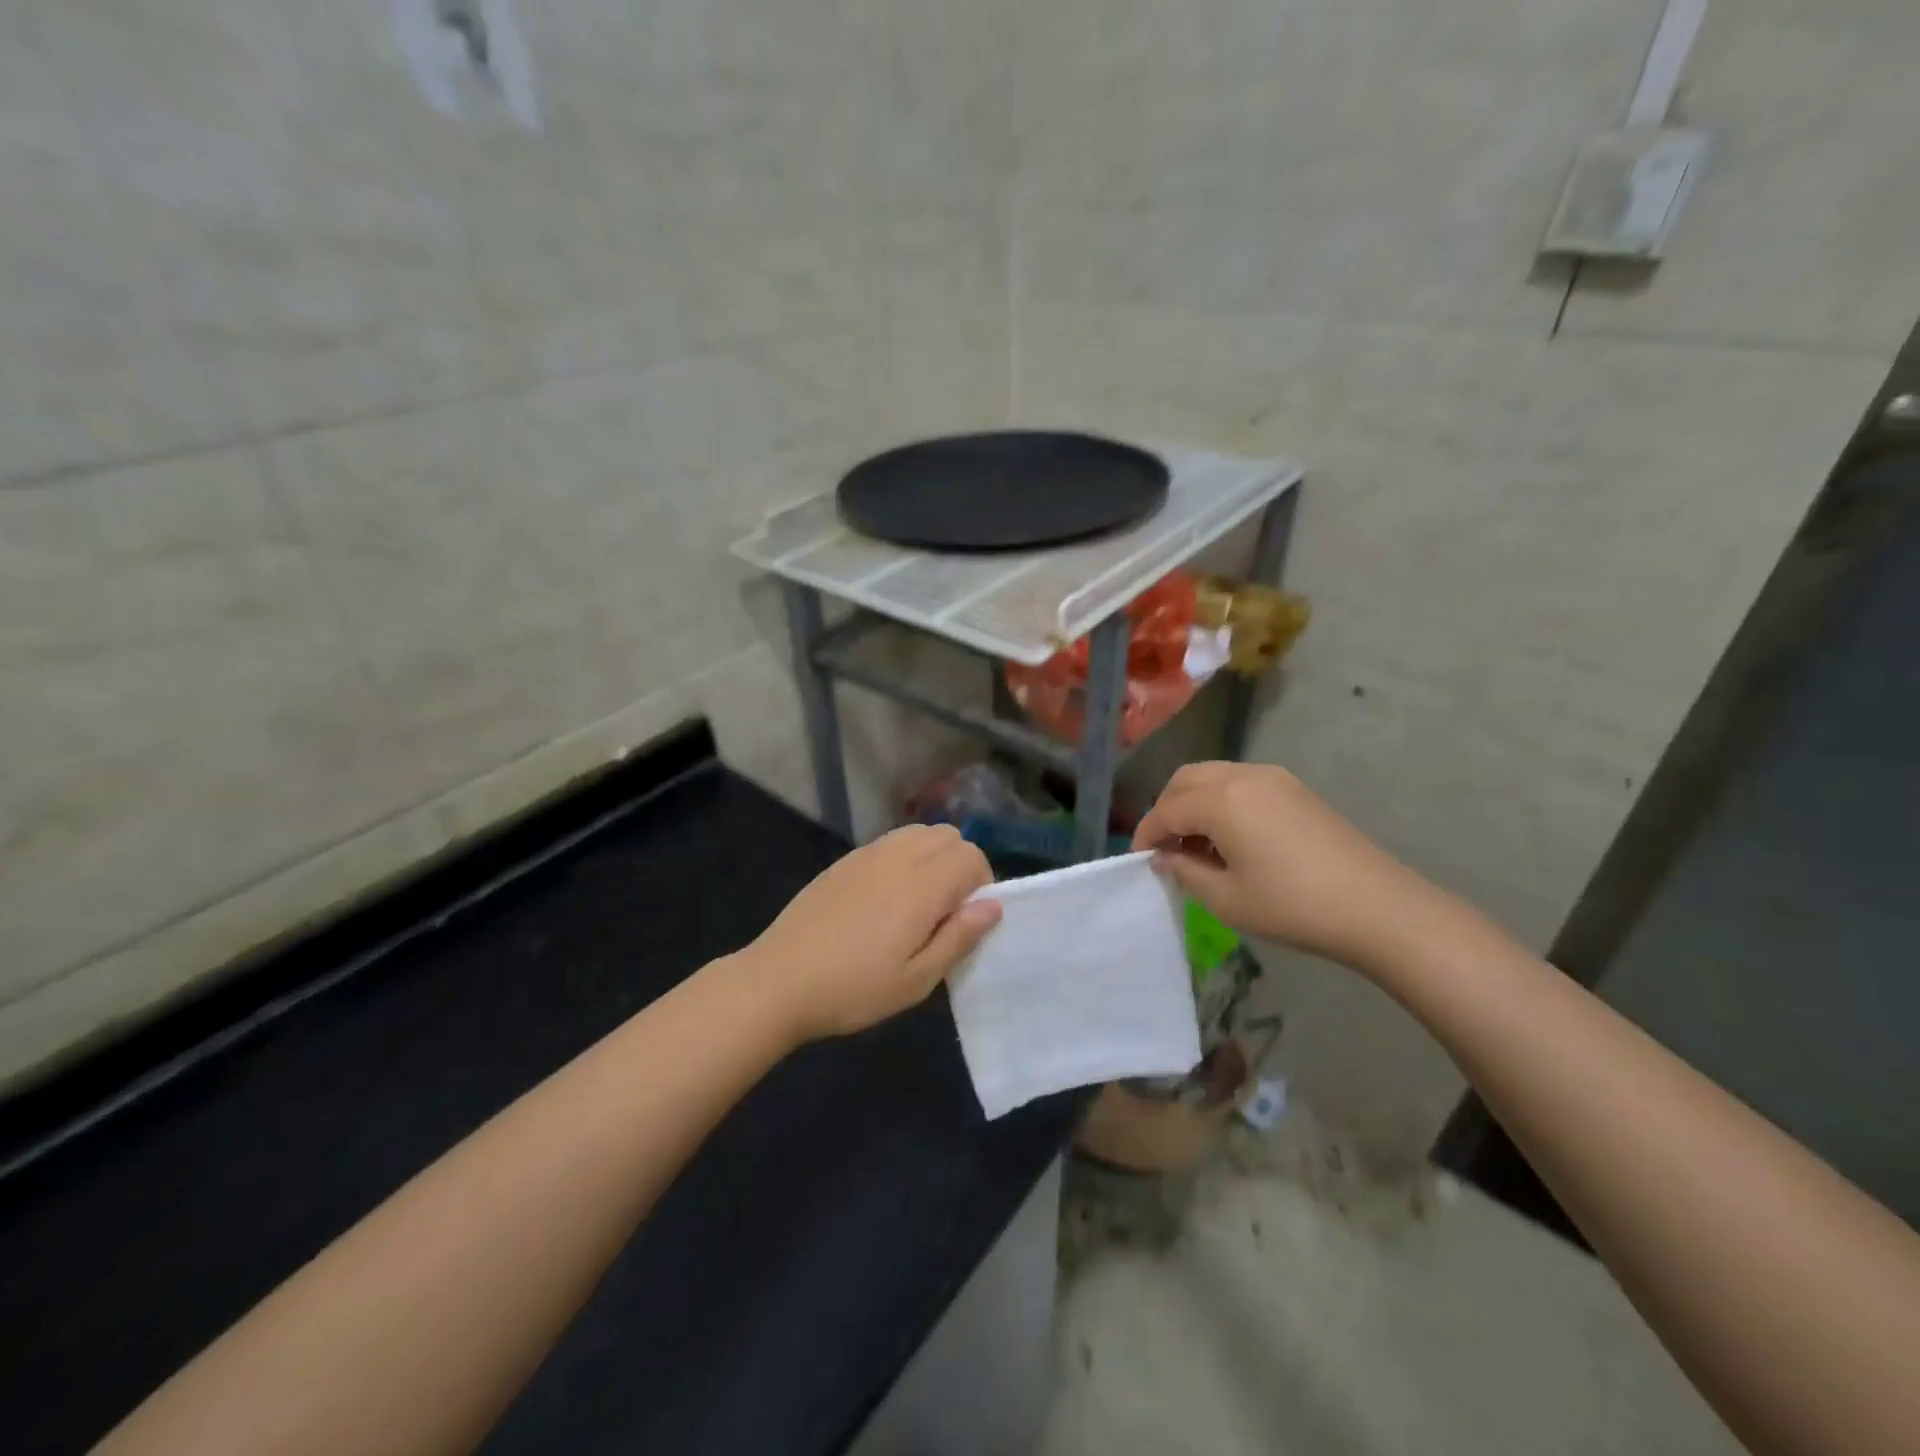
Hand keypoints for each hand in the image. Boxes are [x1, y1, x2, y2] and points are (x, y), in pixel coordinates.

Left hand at [743, 824, 1000, 1041]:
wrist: (778, 981)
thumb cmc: (853, 989)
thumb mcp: (916, 980)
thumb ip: (959, 937)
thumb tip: (993, 905)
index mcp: (922, 885)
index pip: (972, 856)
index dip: (982, 883)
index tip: (966, 919)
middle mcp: (898, 857)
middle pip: (949, 835)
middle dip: (960, 864)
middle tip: (945, 910)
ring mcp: (867, 854)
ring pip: (919, 832)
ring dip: (933, 856)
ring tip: (918, 901)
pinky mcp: (844, 861)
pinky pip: (890, 842)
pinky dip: (904, 856)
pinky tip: (885, 898)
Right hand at [1132, 762, 1446, 974]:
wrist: (1378, 907)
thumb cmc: (1294, 906)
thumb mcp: (1227, 899)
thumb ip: (1185, 872)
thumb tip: (1164, 857)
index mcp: (1221, 800)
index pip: (1167, 810)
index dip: (1146, 834)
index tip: (1138, 860)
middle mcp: (1243, 776)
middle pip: (1185, 780)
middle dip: (1166, 810)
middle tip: (1165, 849)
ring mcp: (1273, 778)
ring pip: (1213, 776)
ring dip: (1193, 803)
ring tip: (1196, 846)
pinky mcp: (1295, 789)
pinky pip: (1240, 782)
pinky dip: (1221, 801)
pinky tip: (1230, 838)